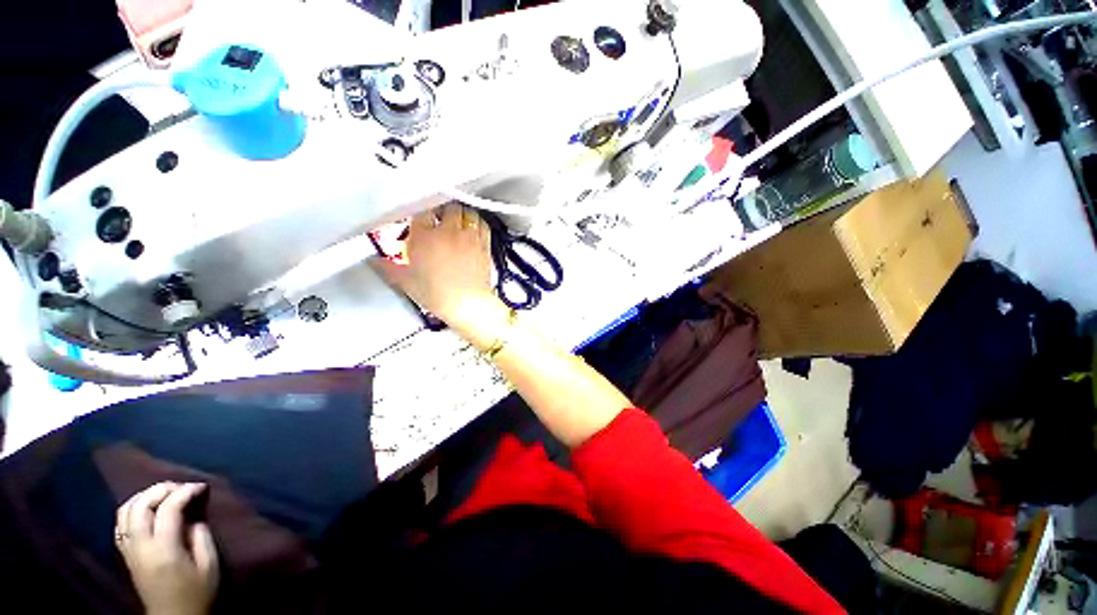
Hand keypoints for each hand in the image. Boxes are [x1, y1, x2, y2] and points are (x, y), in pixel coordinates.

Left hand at [116, 482, 218, 614]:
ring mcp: (129, 551)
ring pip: (125, 512)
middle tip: (181, 485)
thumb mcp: (209, 565)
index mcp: (163, 549)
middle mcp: (141, 546)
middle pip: (140, 506)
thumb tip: (194, 516)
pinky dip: (133, 509)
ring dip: (143, 497)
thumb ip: (201, 536)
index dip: (185, 492)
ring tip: (164, 493)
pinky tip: (146, 509)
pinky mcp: (126, 555)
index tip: (201, 487)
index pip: (168, 509)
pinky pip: (121, 524)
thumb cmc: (198, 593)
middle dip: (160, 489)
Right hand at [370, 204, 510, 347]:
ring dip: (461, 214)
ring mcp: (468, 237)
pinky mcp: (484, 245)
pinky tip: (474, 228)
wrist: (467, 304)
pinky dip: (478, 223)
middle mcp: (447, 232)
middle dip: (442, 211)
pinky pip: (483, 225)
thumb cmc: (438, 294)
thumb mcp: (406, 282)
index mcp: (424, 237)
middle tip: (439, 218)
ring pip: (467, 212)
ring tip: (457, 220)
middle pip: (446, 207)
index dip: (420, 213)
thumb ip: (387, 267)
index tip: (419, 220)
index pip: (421, 211)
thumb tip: (376, 261)